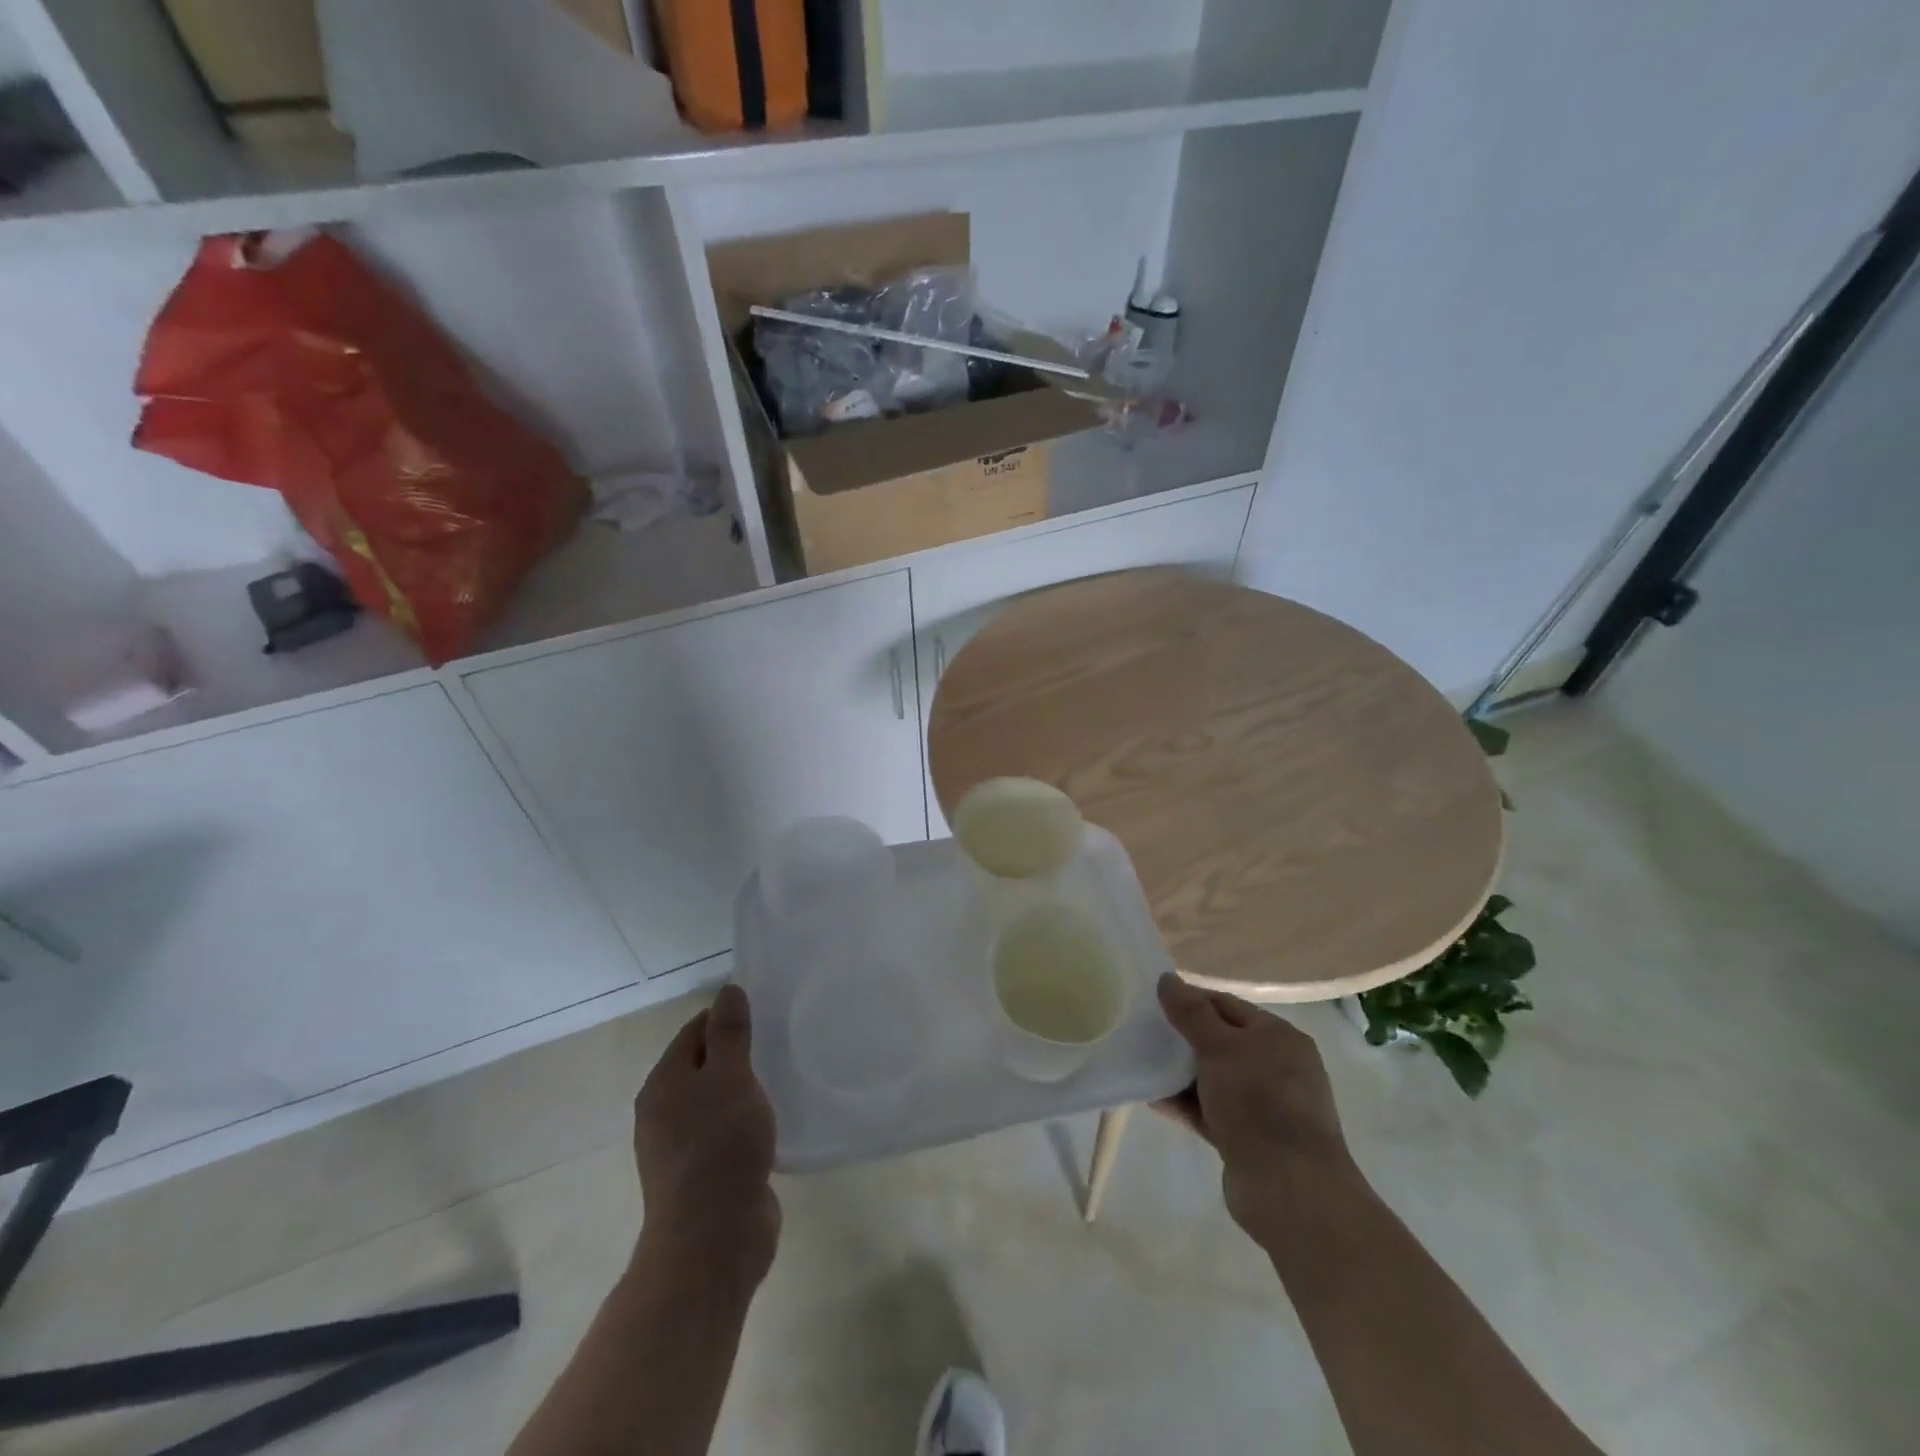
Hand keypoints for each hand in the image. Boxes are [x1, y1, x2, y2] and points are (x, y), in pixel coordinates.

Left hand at [633, 984, 779, 1285]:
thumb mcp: (730, 1077)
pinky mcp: (703, 1178)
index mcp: (663, 1085)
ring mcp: (680, 1150)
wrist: (713, 1238)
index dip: (724, 1018)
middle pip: (701, 1068)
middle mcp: (664, 1114)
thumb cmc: (720, 1145)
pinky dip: (744, 1124)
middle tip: (774, 1044)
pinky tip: (769, 1125)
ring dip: (741, 1091)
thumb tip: (728, 991)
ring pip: (714, 1104)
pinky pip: (724, 1136)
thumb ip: (730, 1033)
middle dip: (735, 1055)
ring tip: (778, 1080)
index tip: (761, 1014)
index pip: (693, 1033)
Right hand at [1153, 973, 1361, 1236]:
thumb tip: (1167, 979)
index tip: (1151, 1001)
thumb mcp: (1220, 1047)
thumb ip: (1191, 1013)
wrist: (1290, 1191)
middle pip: (1219, 1041)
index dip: (1190, 1000)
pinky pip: (1209, 1111)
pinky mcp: (1247, 1139)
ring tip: (1141, 1063)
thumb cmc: (1259, 1102)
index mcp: (1278, 1037)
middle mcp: (1276, 1067)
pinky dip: (1184, 1103)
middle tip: (1142, 1031)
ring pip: (1212, 1078)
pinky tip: (1152, 1098)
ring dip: (1179, 1073)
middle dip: (1182, 1038)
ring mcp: (1263, 1106)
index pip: (1226, 1005)